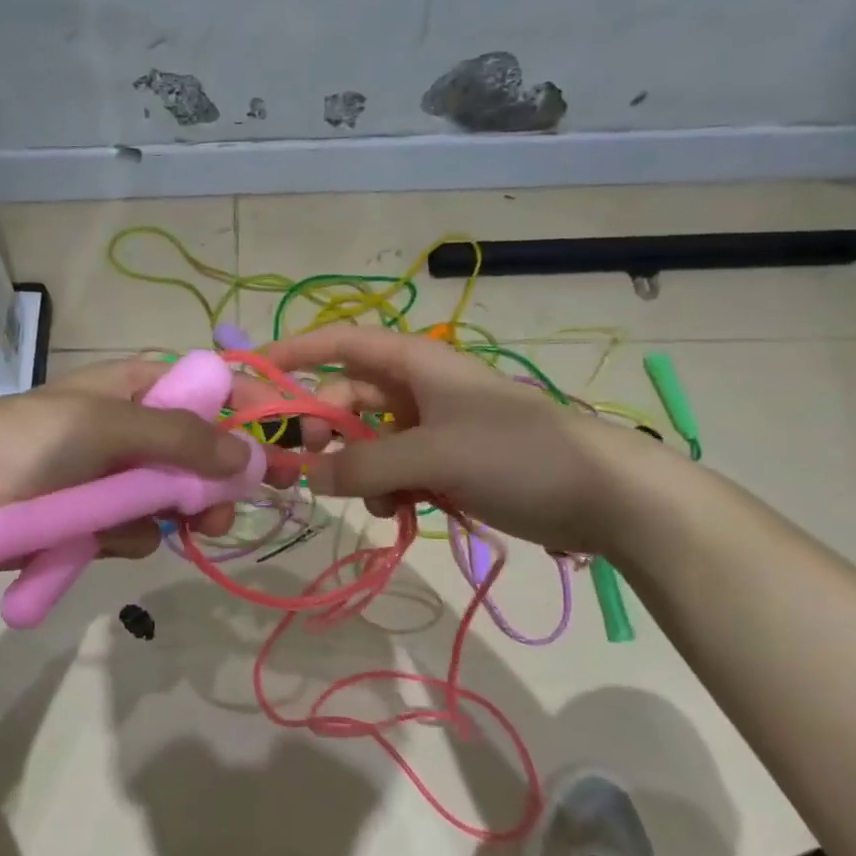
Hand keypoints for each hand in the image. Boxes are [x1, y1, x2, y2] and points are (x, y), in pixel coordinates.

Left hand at [0, 356, 271, 563]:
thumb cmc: (26, 444)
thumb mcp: (105, 424)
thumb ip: (179, 436)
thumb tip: (247, 452)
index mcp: (129, 387)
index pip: (201, 387)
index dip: (243, 405)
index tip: (284, 431)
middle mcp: (127, 430)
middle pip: (197, 449)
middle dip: (220, 474)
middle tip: (240, 500)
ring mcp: (111, 479)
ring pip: (174, 496)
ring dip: (188, 511)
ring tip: (196, 526)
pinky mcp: (96, 523)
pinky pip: (139, 529)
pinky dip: (132, 534)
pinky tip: (108, 538)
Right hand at [265, 325, 660, 551]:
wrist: (603, 495)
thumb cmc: (517, 453)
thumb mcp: (434, 454)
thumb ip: (364, 464)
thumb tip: (308, 476)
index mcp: (416, 364)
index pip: (341, 344)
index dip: (295, 353)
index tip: (253, 373)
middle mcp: (418, 389)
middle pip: (348, 398)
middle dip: (325, 430)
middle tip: (308, 467)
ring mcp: (434, 428)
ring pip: (369, 442)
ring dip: (360, 469)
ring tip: (375, 500)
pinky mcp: (448, 463)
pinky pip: (396, 470)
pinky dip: (387, 489)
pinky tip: (400, 511)